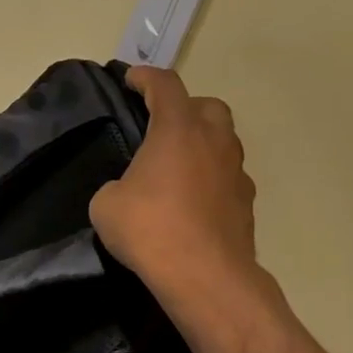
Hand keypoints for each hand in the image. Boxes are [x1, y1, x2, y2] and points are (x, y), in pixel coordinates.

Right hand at [90, 65, 259, 298]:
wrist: (204, 275)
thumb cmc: (149, 229)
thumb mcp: (106, 205)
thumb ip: (115, 186)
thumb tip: (126, 191)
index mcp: (178, 130)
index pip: (165, 86)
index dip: (145, 77)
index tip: (131, 78)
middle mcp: (214, 142)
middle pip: (207, 106)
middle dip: (184, 107)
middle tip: (160, 125)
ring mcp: (236, 172)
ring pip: (223, 141)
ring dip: (201, 143)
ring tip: (175, 166)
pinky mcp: (245, 203)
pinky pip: (226, 176)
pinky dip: (209, 177)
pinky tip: (190, 201)